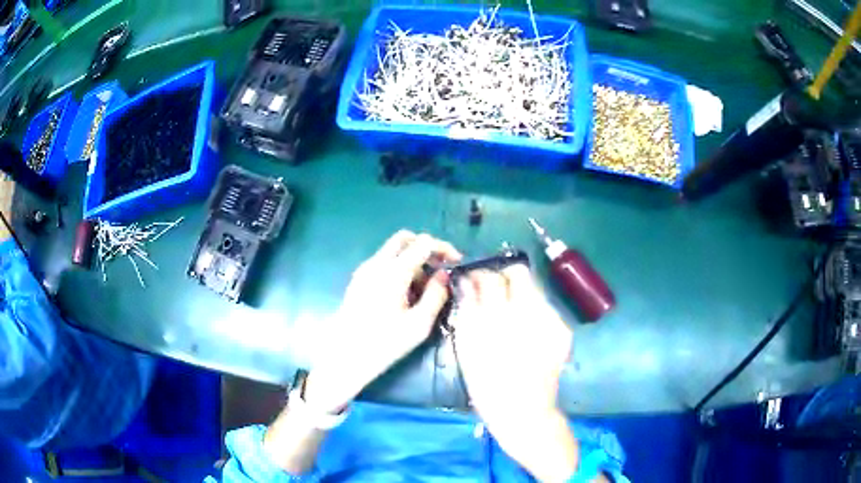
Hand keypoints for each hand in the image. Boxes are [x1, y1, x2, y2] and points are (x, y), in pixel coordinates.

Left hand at [304, 230, 460, 413]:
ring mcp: (364, 270)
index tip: (456, 263)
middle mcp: (377, 264)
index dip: (443, 248)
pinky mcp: (358, 280)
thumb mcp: (419, 324)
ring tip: (424, 291)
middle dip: (426, 248)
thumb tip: (444, 275)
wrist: (345, 356)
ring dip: (413, 260)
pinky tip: (406, 295)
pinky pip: (383, 263)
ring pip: (393, 250)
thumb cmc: (384, 343)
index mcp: (393, 272)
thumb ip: (436, 295)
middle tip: (439, 269)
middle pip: (404, 238)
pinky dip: (399, 268)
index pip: (423, 243)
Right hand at [452, 265, 578, 481]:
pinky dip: (532, 311)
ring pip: (534, 288)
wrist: (523, 410)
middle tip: (494, 289)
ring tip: (510, 312)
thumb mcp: (467, 346)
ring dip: (519, 293)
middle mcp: (529, 312)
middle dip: (504, 276)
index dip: (480, 274)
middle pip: (519, 272)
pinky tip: (526, 330)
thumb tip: (466, 282)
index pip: (490, 277)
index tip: (474, 280)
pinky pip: (545, 308)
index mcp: (499, 317)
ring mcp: (551, 320)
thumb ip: (467, 308)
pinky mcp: (562, 329)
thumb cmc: (486, 382)